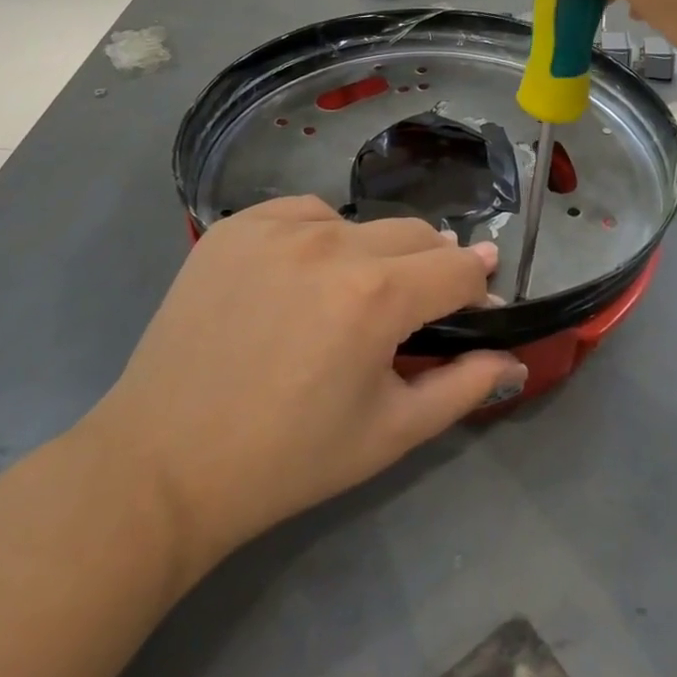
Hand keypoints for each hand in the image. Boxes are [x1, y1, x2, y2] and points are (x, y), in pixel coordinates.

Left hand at [84, 198, 524, 564]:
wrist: (163, 463)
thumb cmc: (287, 459)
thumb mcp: (389, 434)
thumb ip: (464, 387)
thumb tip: (512, 357)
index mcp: (377, 295)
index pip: (458, 267)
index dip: (477, 286)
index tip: (477, 302)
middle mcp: (333, 243)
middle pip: (415, 234)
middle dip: (430, 267)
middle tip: (411, 311)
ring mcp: (279, 226)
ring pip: (359, 223)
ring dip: (372, 253)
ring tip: (345, 300)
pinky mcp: (236, 224)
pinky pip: (303, 213)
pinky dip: (317, 238)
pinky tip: (299, 277)